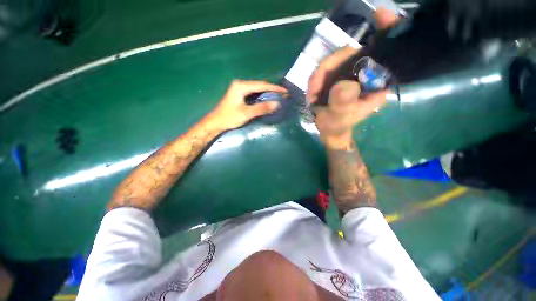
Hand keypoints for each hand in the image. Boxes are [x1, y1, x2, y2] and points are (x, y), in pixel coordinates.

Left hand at [209, 80, 286, 129]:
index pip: (262, 85)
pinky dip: (262, 95)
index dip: (275, 88)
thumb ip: (262, 108)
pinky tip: (268, 98)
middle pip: (260, 85)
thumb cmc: (230, 117)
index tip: (285, 91)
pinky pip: (254, 92)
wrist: (216, 122)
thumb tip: (277, 103)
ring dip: (268, 92)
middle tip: (283, 94)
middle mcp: (240, 84)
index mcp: (241, 86)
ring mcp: (239, 88)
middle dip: (272, 89)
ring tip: (278, 95)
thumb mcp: (247, 113)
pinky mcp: (239, 94)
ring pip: (257, 88)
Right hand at [307, 8, 399, 148]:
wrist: (329, 129)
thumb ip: (342, 104)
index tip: (381, 15)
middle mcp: (366, 76)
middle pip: (352, 54)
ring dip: (318, 76)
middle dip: (329, 67)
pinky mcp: (339, 76)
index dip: (387, 33)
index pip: (386, 55)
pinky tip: (313, 91)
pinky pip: (327, 68)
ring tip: (312, 94)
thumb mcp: (338, 118)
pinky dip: (316, 78)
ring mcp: (351, 74)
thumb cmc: (336, 126)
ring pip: (336, 60)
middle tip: (314, 88)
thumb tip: (343, 85)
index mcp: (375, 85)